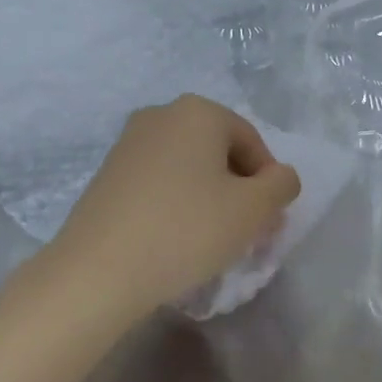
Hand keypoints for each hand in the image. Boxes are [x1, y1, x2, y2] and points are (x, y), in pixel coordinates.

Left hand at [49, 95, 301, 318]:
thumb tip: (279, 178)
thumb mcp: (253, 210)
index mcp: (198, 112)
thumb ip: (281, 185)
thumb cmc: (187, 230)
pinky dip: (176, 204)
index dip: (268, 182)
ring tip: (211, 239)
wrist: (99, 270)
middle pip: (219, 152)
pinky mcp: (107, 174)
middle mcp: (160, 115)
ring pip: (188, 168)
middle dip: (239, 189)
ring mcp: (128, 143)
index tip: (267, 222)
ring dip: (208, 198)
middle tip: (245, 231)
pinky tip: (176, 238)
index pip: (252, 142)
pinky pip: (158, 183)